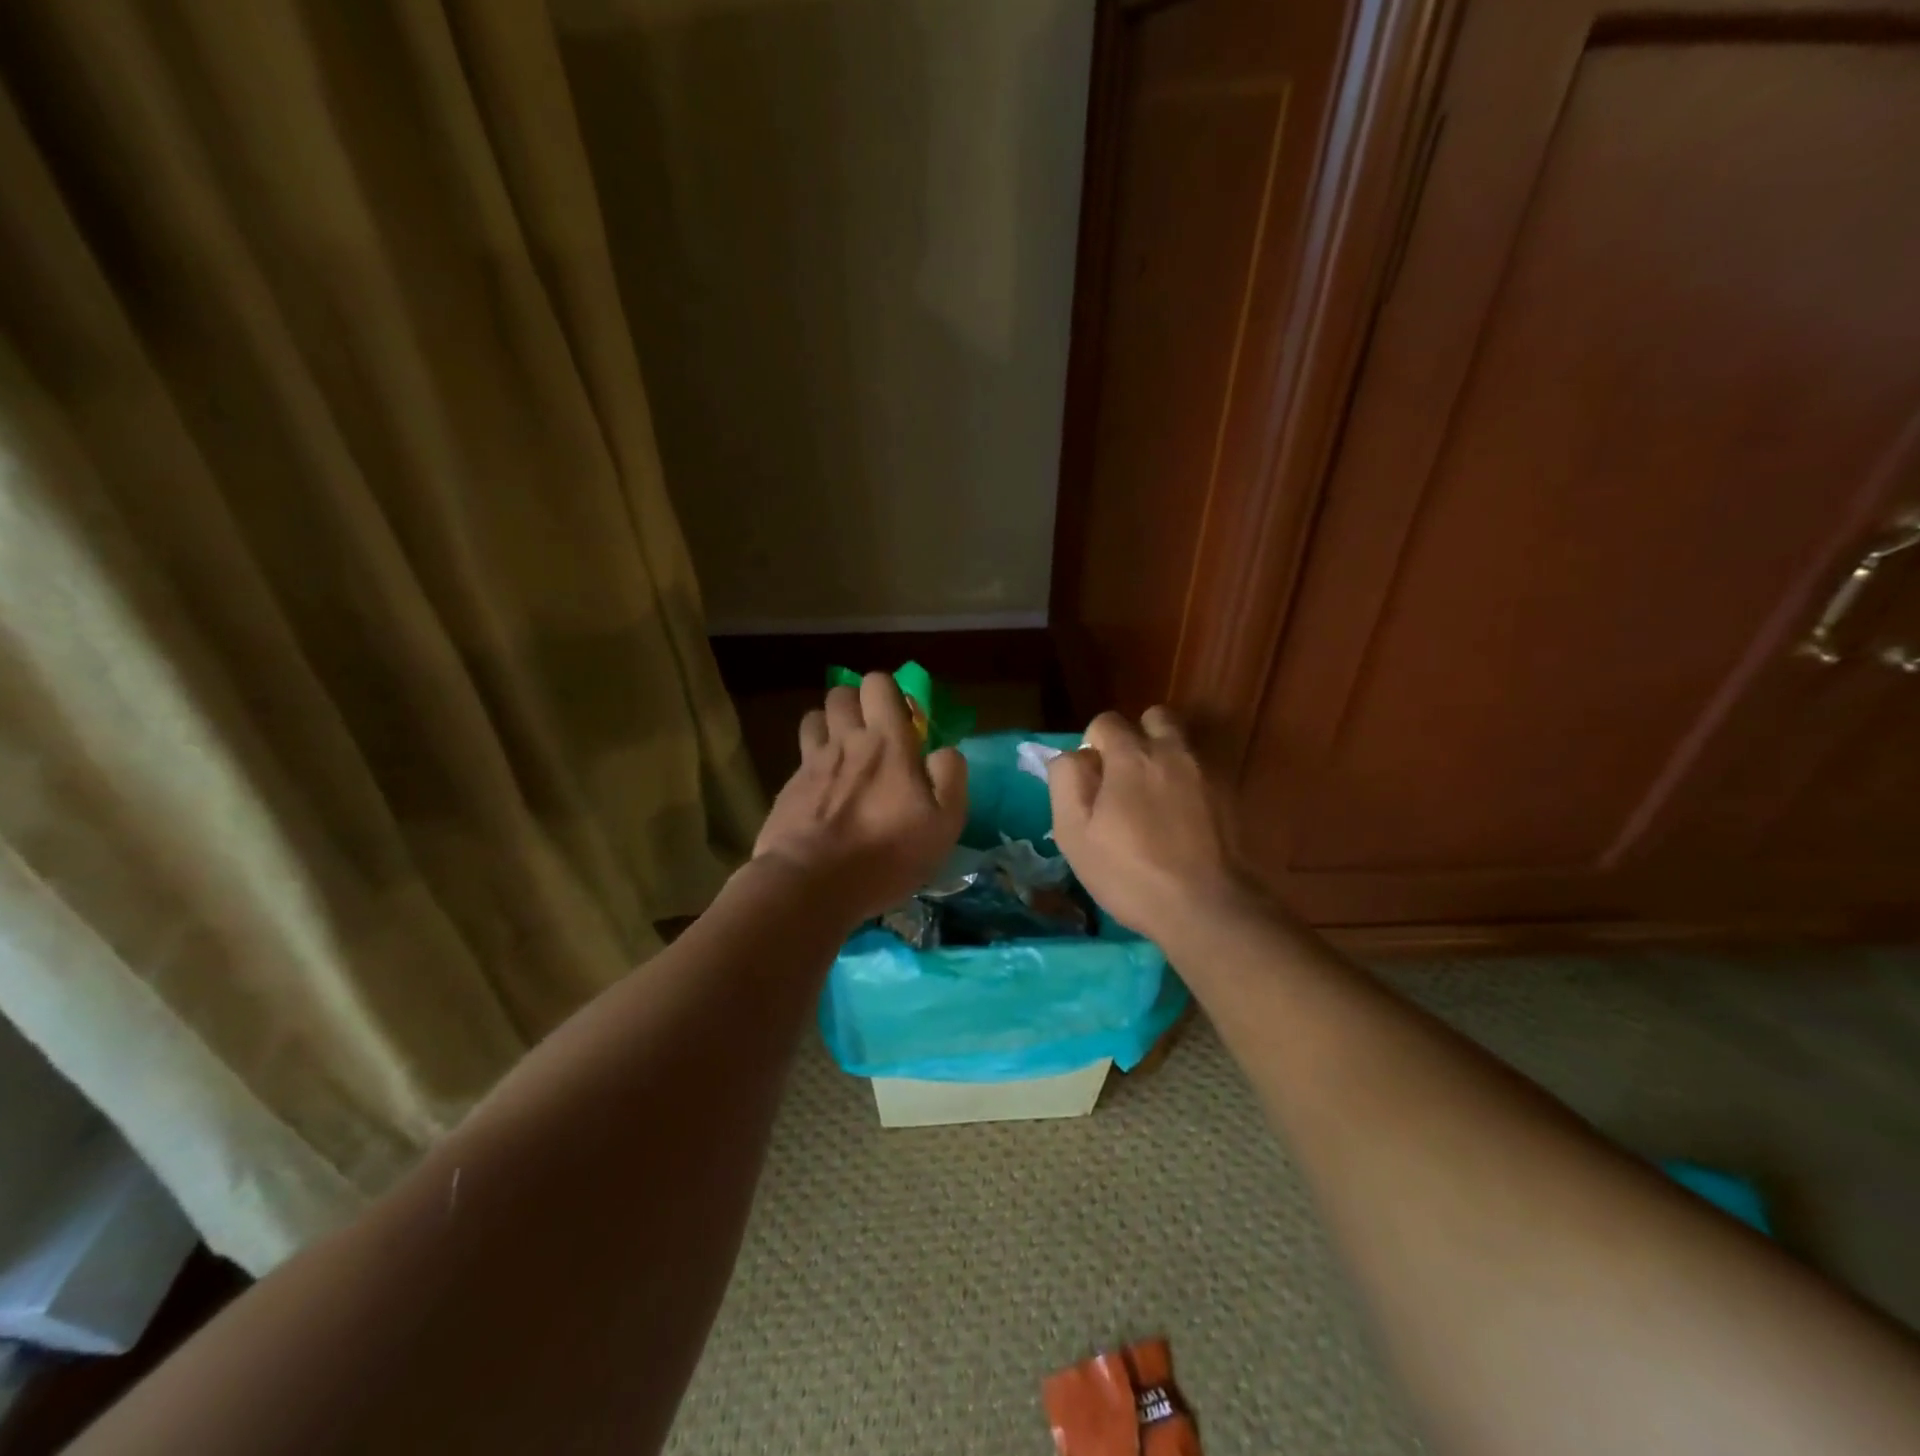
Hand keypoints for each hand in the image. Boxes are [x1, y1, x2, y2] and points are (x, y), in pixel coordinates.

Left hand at [753, 673, 968, 923]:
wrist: (811, 883)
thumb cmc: (886, 855)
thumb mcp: (943, 824)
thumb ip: (950, 777)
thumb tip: (944, 751)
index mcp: (888, 742)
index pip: (880, 684)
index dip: (890, 694)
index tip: (904, 722)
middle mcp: (846, 741)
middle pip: (841, 693)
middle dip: (857, 703)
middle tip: (871, 734)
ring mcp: (811, 762)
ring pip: (814, 718)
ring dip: (829, 726)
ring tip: (844, 755)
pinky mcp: (788, 787)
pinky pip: (801, 757)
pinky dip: (813, 763)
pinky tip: (822, 791)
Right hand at [1047, 707, 1253, 943]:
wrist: (1207, 908)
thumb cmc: (1129, 873)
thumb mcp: (1074, 833)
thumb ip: (1066, 782)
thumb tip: (1072, 756)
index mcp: (1131, 756)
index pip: (1105, 722)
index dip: (1092, 745)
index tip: (1091, 781)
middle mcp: (1173, 752)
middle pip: (1154, 718)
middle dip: (1137, 737)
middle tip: (1126, 778)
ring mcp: (1208, 772)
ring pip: (1182, 744)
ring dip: (1165, 758)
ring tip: (1155, 799)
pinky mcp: (1231, 797)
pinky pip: (1203, 772)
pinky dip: (1189, 784)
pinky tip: (1182, 821)